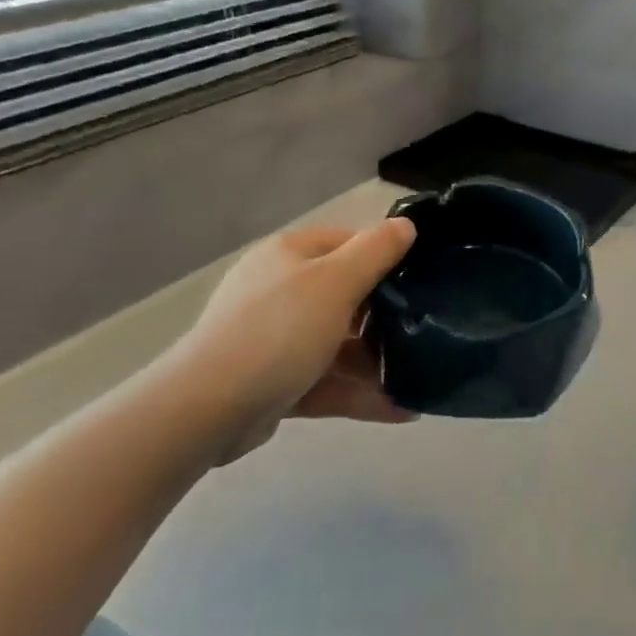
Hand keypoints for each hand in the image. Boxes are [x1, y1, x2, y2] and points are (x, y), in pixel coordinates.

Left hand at [164, 218, 418, 464]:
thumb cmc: (278, 330)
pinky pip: (326, 381)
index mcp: (290, 255)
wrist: (206, 410)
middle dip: (386, 316)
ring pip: (338, 344)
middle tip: (429, 329)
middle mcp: (280, 291)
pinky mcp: (274, 383)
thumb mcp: (336, 282)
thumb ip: (376, 251)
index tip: (423, 278)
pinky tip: (402, 410)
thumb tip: (406, 225)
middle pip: (346, 295)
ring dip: (377, 362)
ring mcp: (275, 339)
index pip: (348, 243)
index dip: (386, 256)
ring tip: (422, 377)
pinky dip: (359, 393)